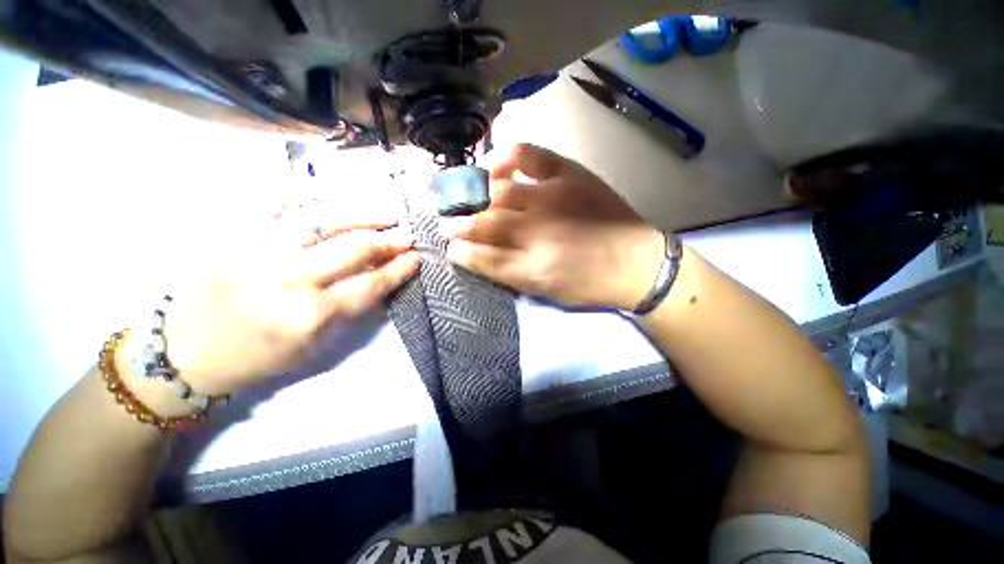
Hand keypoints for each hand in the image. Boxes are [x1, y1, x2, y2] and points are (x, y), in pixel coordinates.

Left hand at [158, 198, 418, 396]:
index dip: (399, 269)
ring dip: (361, 216)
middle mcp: (290, 278)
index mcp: (312, 314)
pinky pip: (272, 203)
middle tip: (406, 236)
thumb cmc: (259, 357)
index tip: (416, 258)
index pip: (372, 283)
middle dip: (388, 241)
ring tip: (383, 214)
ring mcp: (260, 250)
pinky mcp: (234, 235)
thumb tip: (379, 280)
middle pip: (354, 248)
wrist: (186, 352)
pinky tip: (324, 193)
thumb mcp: (316, 347)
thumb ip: (351, 311)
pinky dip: (300, 194)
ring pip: (323, 221)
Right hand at [442, 143, 664, 310]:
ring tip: (466, 195)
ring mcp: (551, 196)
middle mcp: (535, 229)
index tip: (447, 244)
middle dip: (459, 222)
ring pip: (498, 190)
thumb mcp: (543, 290)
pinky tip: (495, 164)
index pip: (479, 254)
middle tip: (447, 221)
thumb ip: (503, 272)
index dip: (458, 247)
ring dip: (474, 194)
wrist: (635, 263)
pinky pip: (529, 154)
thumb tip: (467, 255)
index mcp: (530, 264)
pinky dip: (506, 156)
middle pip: (484, 221)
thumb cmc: (587, 283)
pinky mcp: (568, 174)